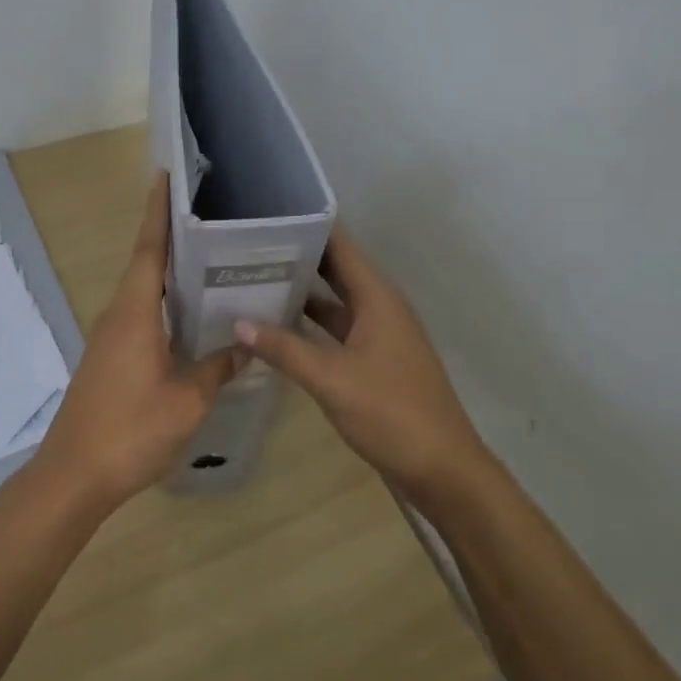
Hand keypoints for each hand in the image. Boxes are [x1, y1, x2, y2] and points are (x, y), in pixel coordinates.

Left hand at [29, 172, 244, 509]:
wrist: (74, 474)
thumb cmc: (131, 430)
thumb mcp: (187, 400)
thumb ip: (217, 368)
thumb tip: (245, 347)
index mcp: (134, 313)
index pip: (149, 249)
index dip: (158, 212)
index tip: (165, 176)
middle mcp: (117, 315)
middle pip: (145, 264)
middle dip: (170, 236)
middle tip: (209, 216)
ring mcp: (109, 338)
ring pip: (142, 292)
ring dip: (168, 273)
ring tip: (208, 260)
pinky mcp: (108, 358)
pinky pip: (139, 316)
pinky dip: (163, 304)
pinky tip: (189, 318)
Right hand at [234, 228, 487, 496]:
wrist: (441, 469)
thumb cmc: (391, 413)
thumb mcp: (332, 379)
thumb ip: (284, 349)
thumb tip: (238, 322)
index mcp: (377, 298)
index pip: (340, 245)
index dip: (309, 225)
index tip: (269, 212)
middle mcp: (379, 307)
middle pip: (335, 269)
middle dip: (297, 256)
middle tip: (249, 244)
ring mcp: (378, 335)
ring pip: (334, 301)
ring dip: (301, 292)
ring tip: (253, 279)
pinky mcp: (373, 361)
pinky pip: (336, 330)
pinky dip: (309, 325)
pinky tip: (276, 328)